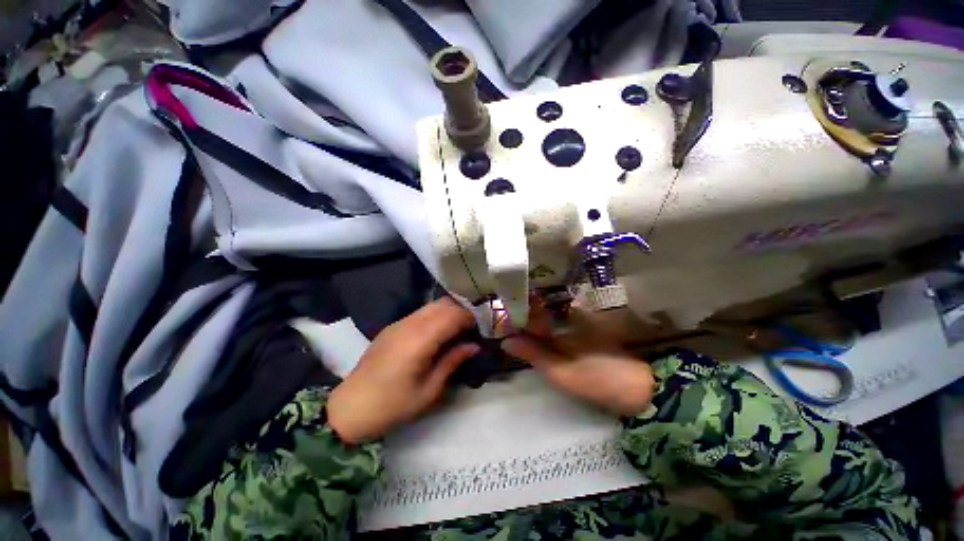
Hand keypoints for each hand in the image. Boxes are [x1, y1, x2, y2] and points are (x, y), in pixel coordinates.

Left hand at [328, 297, 479, 443]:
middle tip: (472, 328)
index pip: (451, 315)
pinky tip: (438, 332)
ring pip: (431, 305)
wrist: (349, 409)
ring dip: (448, 312)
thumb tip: (473, 345)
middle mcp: (409, 324)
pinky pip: (420, 313)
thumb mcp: (429, 390)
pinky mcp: (392, 326)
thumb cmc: (393, 405)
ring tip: (458, 329)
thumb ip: (452, 361)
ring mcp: (398, 323)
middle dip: (461, 311)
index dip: (470, 317)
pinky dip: (435, 316)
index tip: (481, 328)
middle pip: (442, 304)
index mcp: (419, 341)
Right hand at [501, 304, 654, 415]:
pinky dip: (544, 329)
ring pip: (549, 316)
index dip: (517, 312)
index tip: (502, 321)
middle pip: (540, 309)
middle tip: (504, 328)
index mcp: (568, 316)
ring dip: (531, 323)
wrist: (642, 391)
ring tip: (513, 331)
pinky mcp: (585, 330)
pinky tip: (534, 337)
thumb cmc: (600, 378)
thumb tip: (505, 340)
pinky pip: (558, 323)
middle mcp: (574, 312)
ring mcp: (581, 321)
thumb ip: (533, 353)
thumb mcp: (561, 371)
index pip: (535, 306)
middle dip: (522, 317)